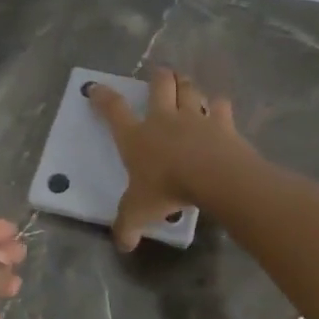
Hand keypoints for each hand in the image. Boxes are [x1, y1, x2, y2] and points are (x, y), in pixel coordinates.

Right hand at [89, 68, 247, 252]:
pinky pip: (220, 107)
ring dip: (186, 85)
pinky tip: (219, 107)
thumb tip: (122, 244)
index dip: (103, 98)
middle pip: (159, 86)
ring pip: (189, 90)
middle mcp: (163, 119)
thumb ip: (127, 226)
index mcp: (136, 136)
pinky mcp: (222, 123)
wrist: (212, 177)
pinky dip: (219, 105)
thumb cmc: (167, 189)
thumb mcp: (138, 212)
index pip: (114, 110)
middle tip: (160, 73)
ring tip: (186, 83)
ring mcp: (194, 117)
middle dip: (158, 77)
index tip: (96, 88)